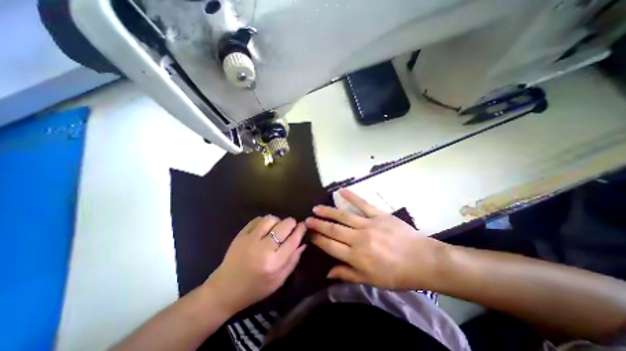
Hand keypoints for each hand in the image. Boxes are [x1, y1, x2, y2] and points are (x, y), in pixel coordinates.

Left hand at [207, 216, 307, 313]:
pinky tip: (264, 229)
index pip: (293, 240)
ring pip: (271, 219)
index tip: (304, 225)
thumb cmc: (255, 289)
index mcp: (274, 263)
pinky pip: (257, 219)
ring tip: (277, 228)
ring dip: (278, 221)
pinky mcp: (241, 234)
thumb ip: (293, 260)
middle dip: (292, 223)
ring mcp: (250, 239)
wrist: (224, 290)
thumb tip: (303, 242)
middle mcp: (263, 249)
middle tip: (291, 227)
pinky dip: (265, 221)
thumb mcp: (279, 280)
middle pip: (284, 226)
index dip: (301, 229)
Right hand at [307, 189, 447, 290]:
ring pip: (343, 216)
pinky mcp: (379, 215)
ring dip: (328, 211)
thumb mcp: (371, 281)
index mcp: (356, 257)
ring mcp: (368, 224)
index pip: (330, 246)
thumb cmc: (396, 274)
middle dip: (318, 224)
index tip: (309, 234)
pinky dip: (352, 197)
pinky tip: (341, 191)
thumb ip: (347, 274)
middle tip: (307, 219)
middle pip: (333, 230)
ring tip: (316, 208)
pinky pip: (363, 204)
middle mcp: (358, 239)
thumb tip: (327, 273)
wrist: (422, 260)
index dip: (318, 240)